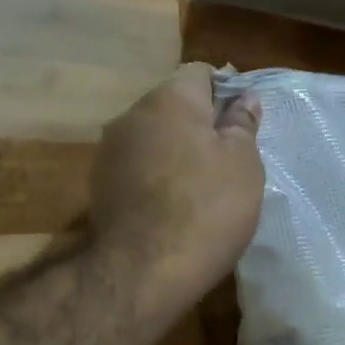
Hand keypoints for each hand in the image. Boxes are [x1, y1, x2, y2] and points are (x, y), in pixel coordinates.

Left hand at [90, 63, 263, 318]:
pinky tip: (176, 205)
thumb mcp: (243, 163)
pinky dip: (158, 175)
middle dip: (201, 124)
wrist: (144, 272)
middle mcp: (132, 115)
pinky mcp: (100, 185)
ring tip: (204, 186)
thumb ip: (242, 124)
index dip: (227, 91)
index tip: (244, 123)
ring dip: (178, 151)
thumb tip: (243, 99)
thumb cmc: (207, 208)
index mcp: (170, 100)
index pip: (201, 73)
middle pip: (174, 105)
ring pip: (155, 137)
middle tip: (231, 158)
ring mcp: (110, 151)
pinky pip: (139, 166)